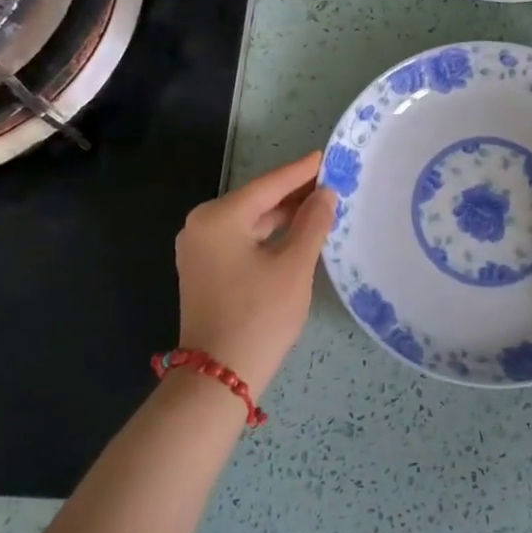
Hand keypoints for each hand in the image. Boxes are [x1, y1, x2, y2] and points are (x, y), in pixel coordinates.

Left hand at [174, 150, 335, 393]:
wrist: (218, 377)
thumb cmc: (259, 316)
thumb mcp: (294, 266)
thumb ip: (312, 223)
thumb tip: (325, 193)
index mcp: (219, 217)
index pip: (269, 185)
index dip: (302, 171)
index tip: (328, 155)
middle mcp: (202, 225)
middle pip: (257, 200)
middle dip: (294, 193)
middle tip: (332, 181)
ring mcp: (199, 248)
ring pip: (250, 221)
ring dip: (283, 214)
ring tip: (321, 204)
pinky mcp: (204, 269)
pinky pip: (241, 239)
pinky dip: (269, 234)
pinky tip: (297, 231)